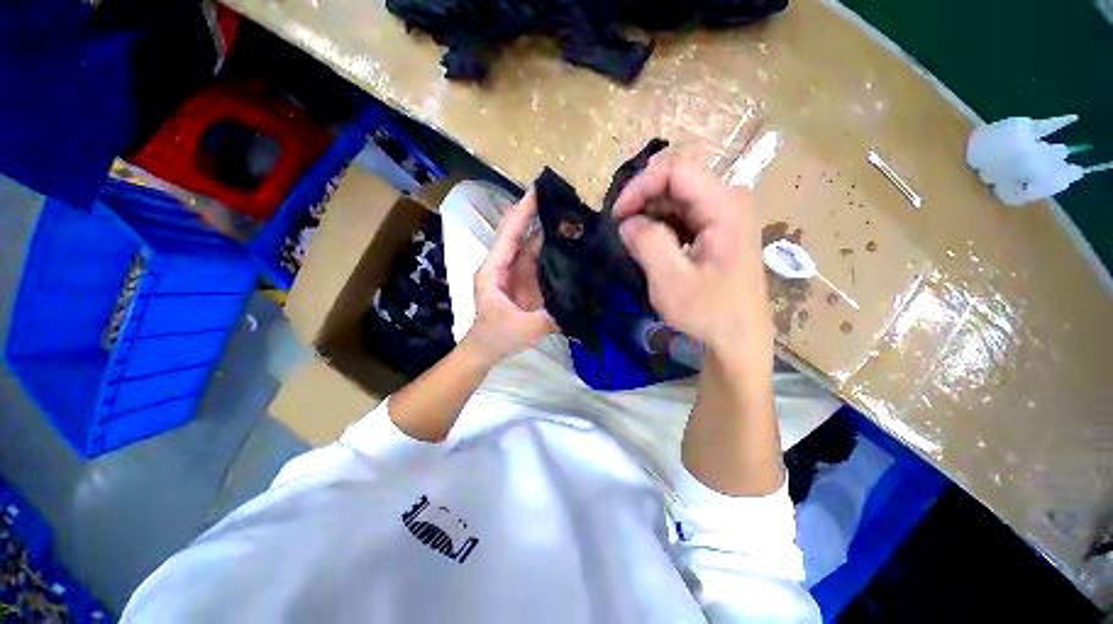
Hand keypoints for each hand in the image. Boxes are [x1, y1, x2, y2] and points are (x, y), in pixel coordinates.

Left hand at [463, 188, 556, 363]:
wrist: (487, 349)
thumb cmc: (497, 336)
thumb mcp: (523, 328)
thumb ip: (550, 318)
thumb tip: (578, 304)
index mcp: (494, 270)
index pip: (509, 234)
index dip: (522, 212)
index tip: (538, 189)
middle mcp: (505, 265)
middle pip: (521, 234)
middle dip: (538, 215)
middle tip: (564, 200)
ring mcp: (517, 272)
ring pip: (532, 245)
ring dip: (550, 232)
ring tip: (573, 219)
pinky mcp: (527, 281)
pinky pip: (541, 260)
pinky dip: (553, 251)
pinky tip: (571, 245)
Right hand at [615, 151, 772, 365]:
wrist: (737, 339)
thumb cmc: (708, 313)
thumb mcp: (671, 280)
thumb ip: (647, 242)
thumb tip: (627, 221)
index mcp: (725, 206)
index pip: (675, 170)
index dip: (640, 186)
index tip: (617, 215)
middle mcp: (729, 200)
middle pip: (677, 180)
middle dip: (643, 199)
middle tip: (621, 228)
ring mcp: (725, 215)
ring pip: (677, 197)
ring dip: (649, 213)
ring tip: (632, 239)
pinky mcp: (718, 229)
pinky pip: (682, 214)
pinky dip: (660, 225)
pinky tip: (650, 244)